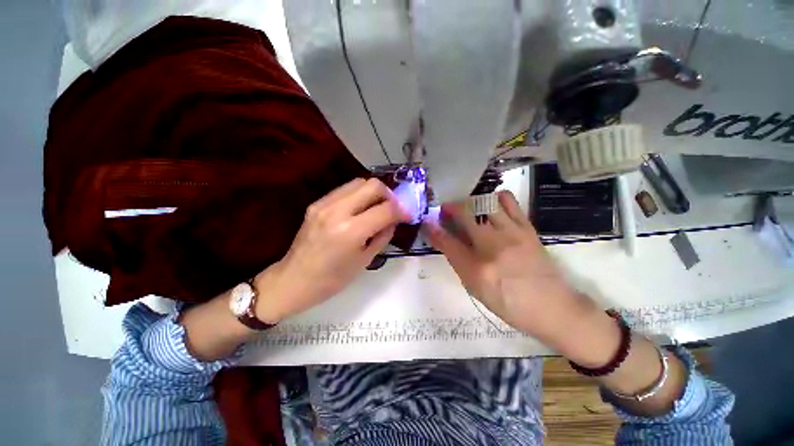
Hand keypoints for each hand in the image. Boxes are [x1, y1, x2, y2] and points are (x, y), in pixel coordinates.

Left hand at [254, 178, 408, 322]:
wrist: (293, 280)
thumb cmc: (332, 280)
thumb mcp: (365, 260)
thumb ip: (383, 235)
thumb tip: (394, 220)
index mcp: (350, 231)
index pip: (386, 209)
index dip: (402, 210)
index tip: (408, 215)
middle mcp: (337, 211)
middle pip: (373, 185)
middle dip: (389, 195)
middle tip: (393, 209)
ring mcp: (324, 204)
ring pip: (358, 182)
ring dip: (374, 193)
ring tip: (377, 208)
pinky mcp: (316, 203)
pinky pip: (344, 189)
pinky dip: (359, 195)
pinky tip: (360, 209)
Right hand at [425, 191, 607, 350]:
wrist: (553, 307)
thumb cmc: (509, 303)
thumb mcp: (476, 289)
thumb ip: (458, 262)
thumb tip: (444, 241)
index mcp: (477, 269)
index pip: (447, 242)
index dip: (433, 229)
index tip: (427, 221)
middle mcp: (492, 247)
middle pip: (464, 216)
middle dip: (450, 208)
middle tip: (445, 209)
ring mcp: (512, 234)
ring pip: (485, 204)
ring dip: (470, 202)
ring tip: (468, 208)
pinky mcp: (527, 228)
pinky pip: (509, 202)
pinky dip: (496, 197)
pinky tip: (491, 204)